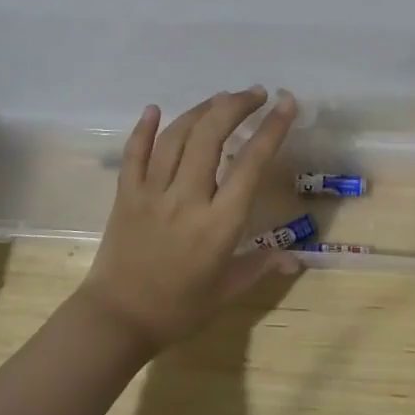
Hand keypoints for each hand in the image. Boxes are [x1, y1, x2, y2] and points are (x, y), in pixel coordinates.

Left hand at [79, 87, 300, 352]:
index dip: (271, 129)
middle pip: (211, 136)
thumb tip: (297, 259)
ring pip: (177, 137)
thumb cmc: (179, 309)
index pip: (251, 163)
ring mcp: (152, 193)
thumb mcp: (228, 291)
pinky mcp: (125, 195)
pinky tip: (154, 109)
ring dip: (201, 111)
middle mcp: (187, 199)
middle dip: (236, 106)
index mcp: (219, 223)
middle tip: (255, 94)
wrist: (117, 320)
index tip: (286, 103)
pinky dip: (144, 128)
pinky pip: (134, 154)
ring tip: (221, 98)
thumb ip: (262, 266)